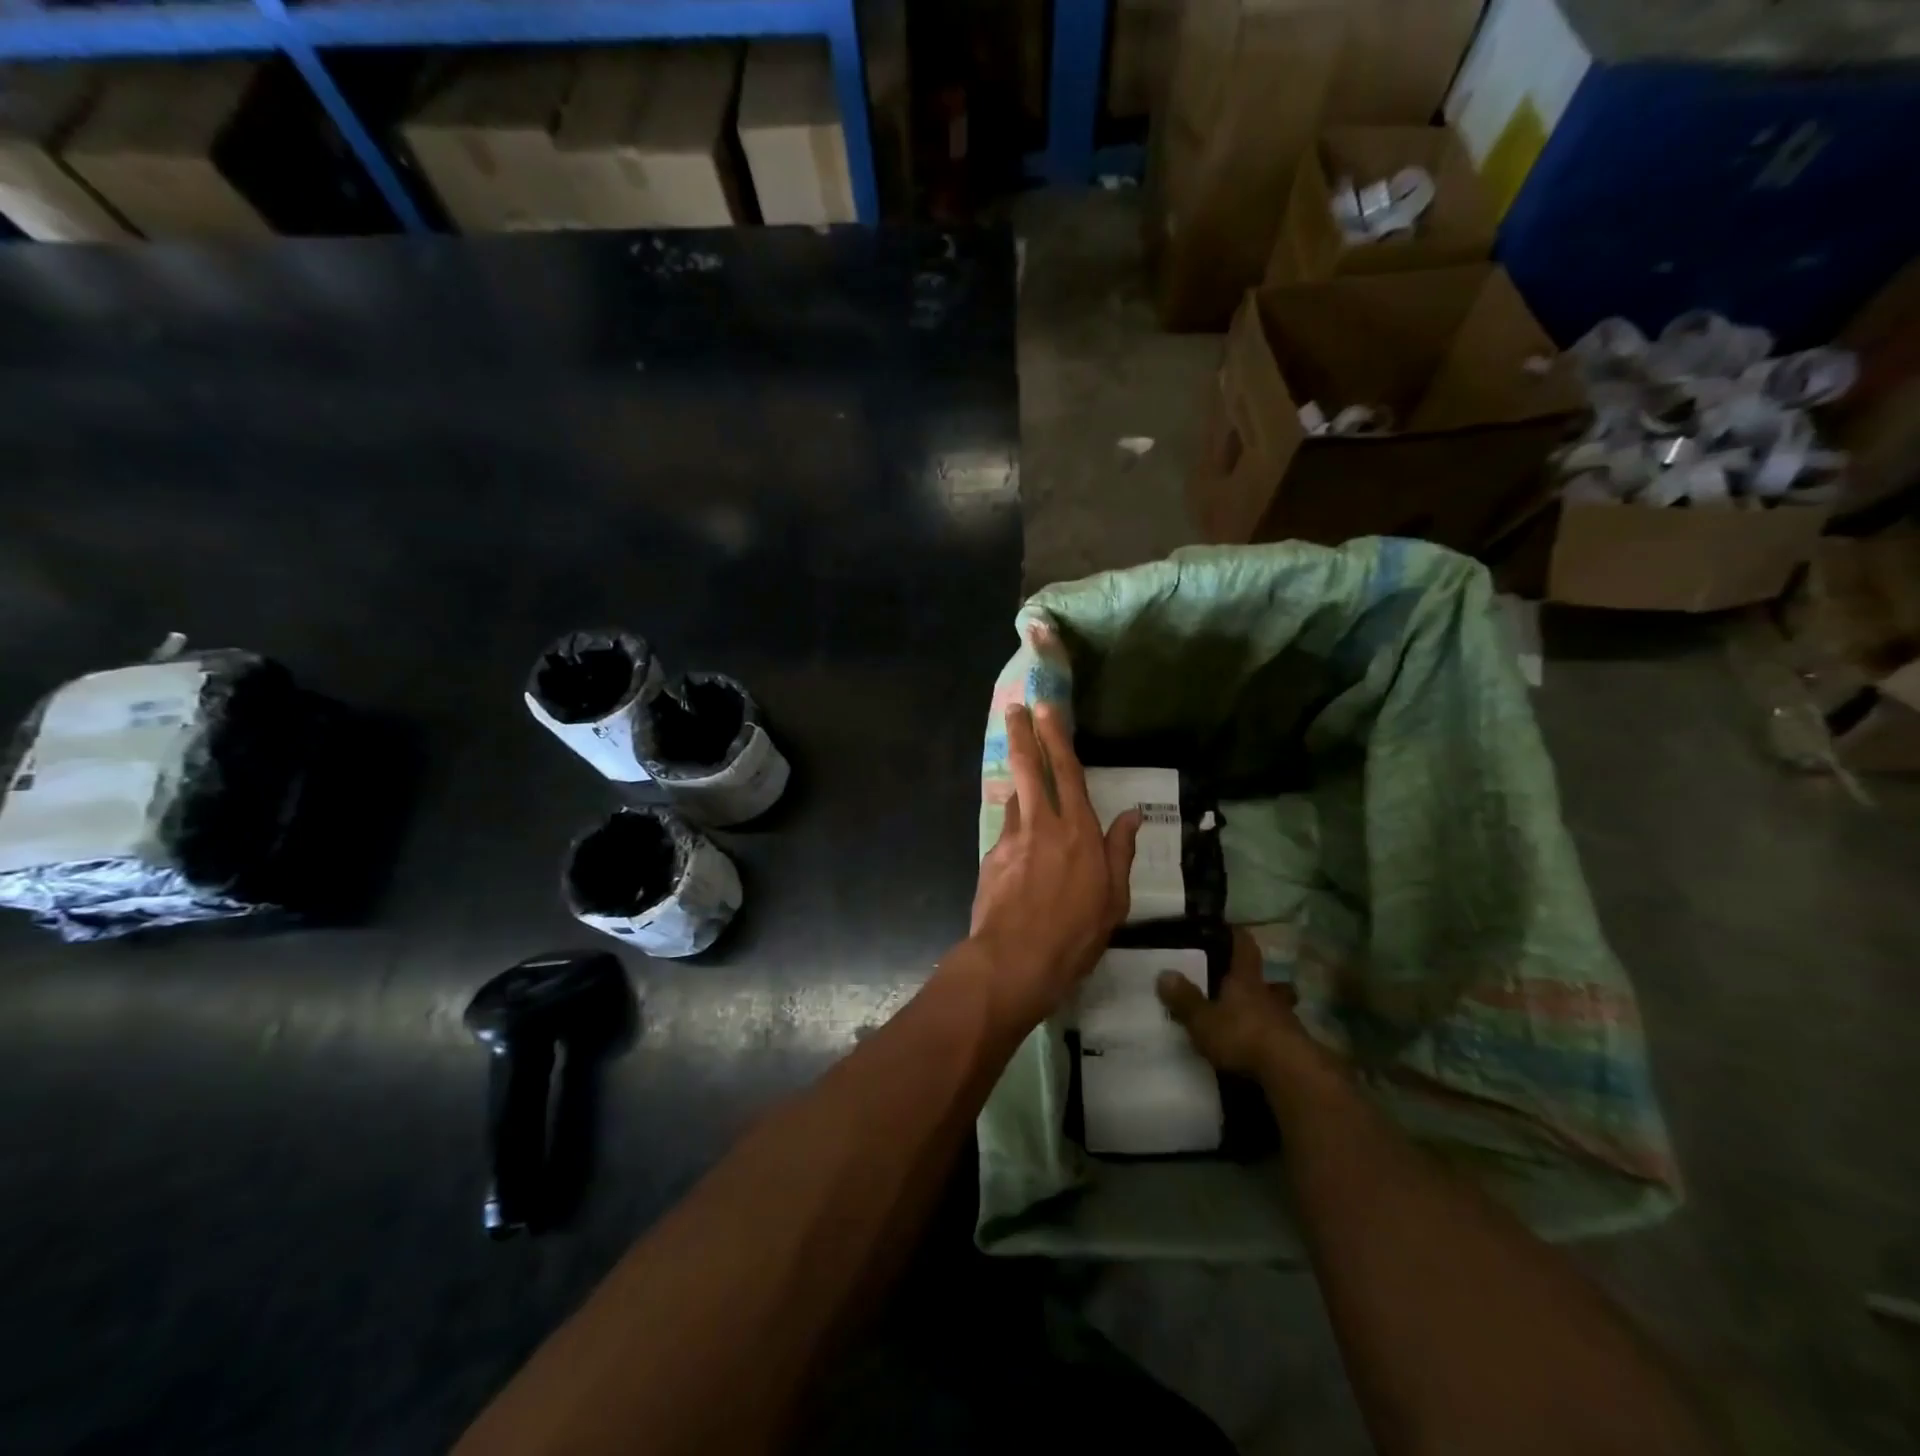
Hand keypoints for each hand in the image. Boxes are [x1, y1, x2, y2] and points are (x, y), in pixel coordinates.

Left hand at [966, 703, 1139, 1028]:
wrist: (1014, 961)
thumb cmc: (1075, 934)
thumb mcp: (1114, 898)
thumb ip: (1120, 851)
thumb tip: (1134, 814)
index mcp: (1078, 831)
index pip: (1067, 772)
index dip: (1056, 737)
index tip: (1045, 708)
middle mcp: (1041, 824)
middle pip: (1029, 768)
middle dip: (1022, 734)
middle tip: (1014, 708)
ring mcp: (1011, 839)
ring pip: (1015, 798)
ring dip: (1019, 784)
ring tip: (1024, 781)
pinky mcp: (991, 858)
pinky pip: (1007, 833)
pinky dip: (1015, 829)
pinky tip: (1020, 849)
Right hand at [1156, 929, 1334, 1081]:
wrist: (1290, 1072)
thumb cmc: (1242, 1035)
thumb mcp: (1203, 1019)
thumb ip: (1184, 998)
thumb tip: (1164, 974)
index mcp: (1245, 980)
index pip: (1245, 948)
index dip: (1239, 936)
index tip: (1232, 928)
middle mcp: (1269, 995)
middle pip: (1270, 981)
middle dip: (1261, 982)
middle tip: (1247, 985)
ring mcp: (1287, 1022)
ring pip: (1280, 1009)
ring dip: (1269, 1012)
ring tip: (1253, 1021)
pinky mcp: (1297, 1048)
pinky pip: (1283, 1036)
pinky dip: (1272, 1038)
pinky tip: (1261, 1049)